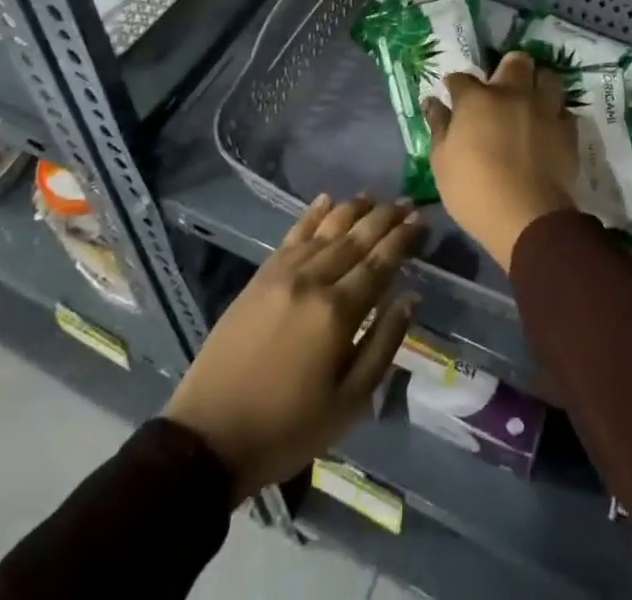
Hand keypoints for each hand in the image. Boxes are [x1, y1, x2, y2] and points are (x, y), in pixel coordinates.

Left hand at [163, 194, 420, 501]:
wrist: (211, 435)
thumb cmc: (288, 428)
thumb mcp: (349, 403)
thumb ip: (383, 344)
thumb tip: (410, 298)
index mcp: (338, 312)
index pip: (380, 263)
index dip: (402, 239)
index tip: (421, 220)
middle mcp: (313, 280)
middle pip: (356, 238)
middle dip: (384, 218)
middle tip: (407, 202)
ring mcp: (284, 273)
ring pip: (326, 229)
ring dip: (353, 210)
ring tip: (374, 197)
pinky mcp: (261, 275)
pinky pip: (293, 234)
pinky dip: (312, 214)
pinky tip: (326, 200)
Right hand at [426, 50, 576, 270]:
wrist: (528, 218)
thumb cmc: (474, 191)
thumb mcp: (442, 162)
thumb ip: (438, 127)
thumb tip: (432, 102)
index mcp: (477, 100)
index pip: (461, 78)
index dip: (455, 84)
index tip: (453, 93)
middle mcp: (512, 94)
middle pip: (515, 61)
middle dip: (506, 69)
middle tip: (500, 88)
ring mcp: (543, 109)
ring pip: (547, 77)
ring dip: (538, 85)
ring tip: (531, 101)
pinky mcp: (567, 130)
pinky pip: (564, 110)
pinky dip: (556, 115)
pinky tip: (549, 127)